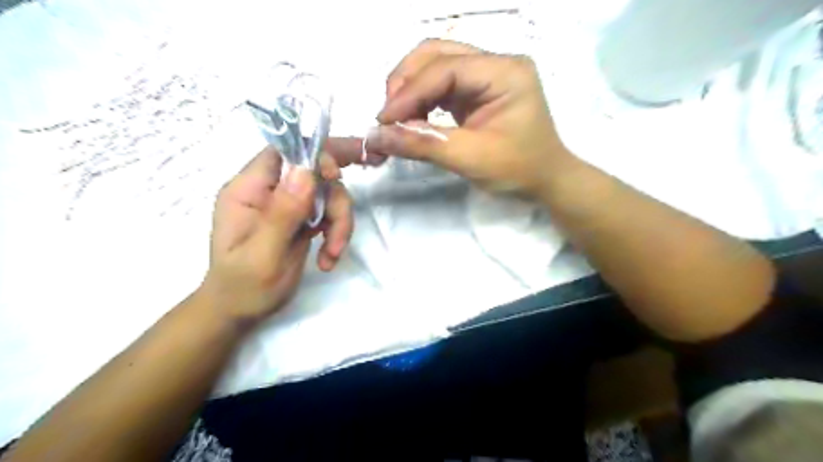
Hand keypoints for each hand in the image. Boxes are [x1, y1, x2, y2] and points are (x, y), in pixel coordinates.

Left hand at [201, 146, 353, 324]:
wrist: (240, 312)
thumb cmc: (242, 287)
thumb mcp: (261, 255)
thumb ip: (281, 214)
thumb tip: (306, 171)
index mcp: (249, 190)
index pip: (284, 152)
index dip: (314, 155)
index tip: (335, 177)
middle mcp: (270, 191)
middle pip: (316, 172)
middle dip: (336, 199)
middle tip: (340, 226)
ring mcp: (288, 205)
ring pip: (330, 194)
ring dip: (340, 223)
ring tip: (332, 254)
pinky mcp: (303, 220)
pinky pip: (331, 214)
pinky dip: (337, 234)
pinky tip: (328, 259)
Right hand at [331, 39, 573, 195]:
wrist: (545, 181)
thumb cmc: (518, 170)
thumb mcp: (470, 158)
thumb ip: (423, 144)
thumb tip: (375, 137)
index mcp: (505, 72)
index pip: (446, 68)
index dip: (409, 92)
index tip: (383, 121)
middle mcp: (495, 64)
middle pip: (436, 55)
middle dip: (405, 83)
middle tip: (387, 117)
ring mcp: (486, 75)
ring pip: (435, 66)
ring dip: (409, 90)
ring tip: (396, 120)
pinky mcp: (476, 90)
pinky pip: (440, 85)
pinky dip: (420, 100)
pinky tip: (412, 119)